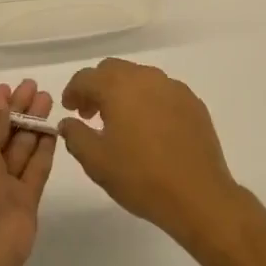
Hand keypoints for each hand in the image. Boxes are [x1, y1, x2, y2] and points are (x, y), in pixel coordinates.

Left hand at [0, 80, 55, 265]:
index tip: (10, 87)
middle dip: (16, 110)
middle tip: (34, 87)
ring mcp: (1, 188)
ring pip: (19, 150)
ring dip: (32, 125)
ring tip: (48, 99)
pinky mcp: (24, 202)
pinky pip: (34, 170)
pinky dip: (43, 150)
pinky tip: (54, 129)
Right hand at [59, 59, 241, 248]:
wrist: (198, 195)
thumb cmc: (141, 177)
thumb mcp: (96, 162)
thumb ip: (75, 136)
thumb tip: (67, 122)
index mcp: (118, 87)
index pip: (86, 77)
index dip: (73, 91)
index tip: (70, 110)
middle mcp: (146, 77)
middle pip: (113, 70)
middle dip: (97, 87)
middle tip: (91, 114)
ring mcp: (173, 87)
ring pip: (139, 78)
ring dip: (123, 92)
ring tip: (120, 122)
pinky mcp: (193, 102)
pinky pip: (162, 91)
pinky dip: (148, 101)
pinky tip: (150, 128)